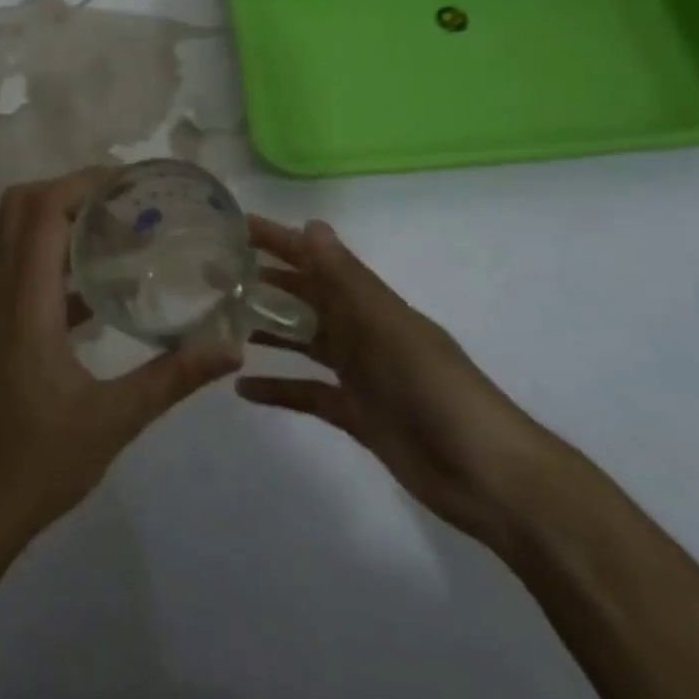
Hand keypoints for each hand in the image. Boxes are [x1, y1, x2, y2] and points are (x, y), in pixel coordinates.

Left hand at [0, 169, 242, 557]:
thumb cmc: (33, 465)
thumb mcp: (111, 422)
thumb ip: (171, 379)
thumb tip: (230, 348)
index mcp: (24, 302)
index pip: (41, 212)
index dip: (82, 184)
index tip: (130, 183)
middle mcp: (4, 295)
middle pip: (20, 210)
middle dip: (70, 191)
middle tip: (125, 201)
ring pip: (20, 239)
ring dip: (64, 222)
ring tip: (123, 231)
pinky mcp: (4, 334)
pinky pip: (29, 275)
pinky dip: (63, 263)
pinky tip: (107, 289)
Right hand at [238, 216, 558, 557]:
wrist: (486, 474)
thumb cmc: (436, 389)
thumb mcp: (389, 327)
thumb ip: (348, 280)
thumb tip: (311, 224)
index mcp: (370, 303)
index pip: (315, 260)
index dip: (278, 241)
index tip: (234, 227)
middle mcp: (361, 331)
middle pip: (305, 298)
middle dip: (263, 284)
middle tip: (212, 277)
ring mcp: (359, 373)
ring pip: (303, 342)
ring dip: (267, 331)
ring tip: (219, 325)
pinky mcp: (356, 414)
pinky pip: (308, 393)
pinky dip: (279, 389)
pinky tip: (243, 390)